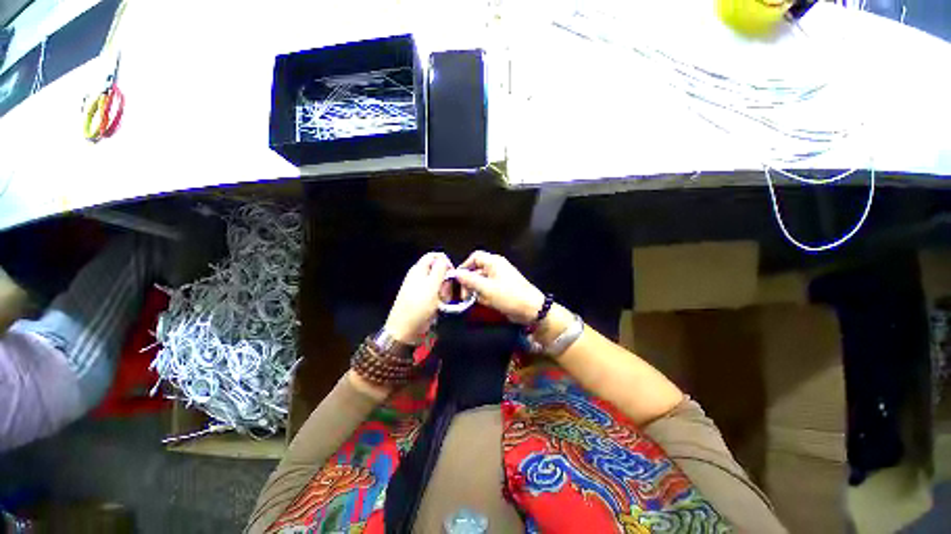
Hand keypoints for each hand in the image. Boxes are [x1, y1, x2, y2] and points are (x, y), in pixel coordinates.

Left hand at [384, 252, 453, 343]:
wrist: (404, 332)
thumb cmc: (418, 307)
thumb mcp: (432, 286)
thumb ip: (440, 270)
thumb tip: (445, 259)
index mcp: (419, 270)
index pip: (435, 256)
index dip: (446, 262)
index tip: (452, 275)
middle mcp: (419, 276)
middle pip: (439, 270)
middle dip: (446, 280)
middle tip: (445, 292)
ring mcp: (421, 288)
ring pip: (440, 283)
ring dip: (445, 292)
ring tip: (442, 302)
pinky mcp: (423, 299)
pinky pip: (437, 294)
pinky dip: (441, 299)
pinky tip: (440, 307)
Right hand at [453, 251, 545, 323]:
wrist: (531, 309)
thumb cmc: (509, 296)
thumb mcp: (486, 288)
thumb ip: (469, 280)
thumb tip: (455, 273)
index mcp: (494, 262)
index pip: (475, 257)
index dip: (464, 266)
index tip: (457, 279)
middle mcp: (497, 268)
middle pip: (477, 270)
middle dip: (468, 282)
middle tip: (463, 295)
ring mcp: (501, 278)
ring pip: (482, 281)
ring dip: (475, 290)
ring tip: (471, 300)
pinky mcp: (503, 289)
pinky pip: (488, 289)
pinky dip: (483, 295)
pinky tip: (482, 303)